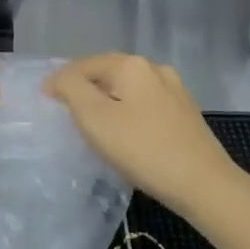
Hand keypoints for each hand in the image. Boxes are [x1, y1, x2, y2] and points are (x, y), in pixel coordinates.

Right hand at [44, 53, 246, 213]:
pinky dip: (127, 110)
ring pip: (128, 87)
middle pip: (108, 71)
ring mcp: (174, 90)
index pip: (84, 64)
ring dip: (107, 98)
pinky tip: (124, 130)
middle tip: (64, 106)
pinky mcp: (185, 112)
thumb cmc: (143, 149)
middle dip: (85, 85)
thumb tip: (60, 79)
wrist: (204, 184)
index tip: (45, 100)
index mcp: (131, 65)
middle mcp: (154, 68)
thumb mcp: (95, 118)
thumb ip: (71, 90)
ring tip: (91, 119)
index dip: (61, 80)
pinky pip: (145, 103)